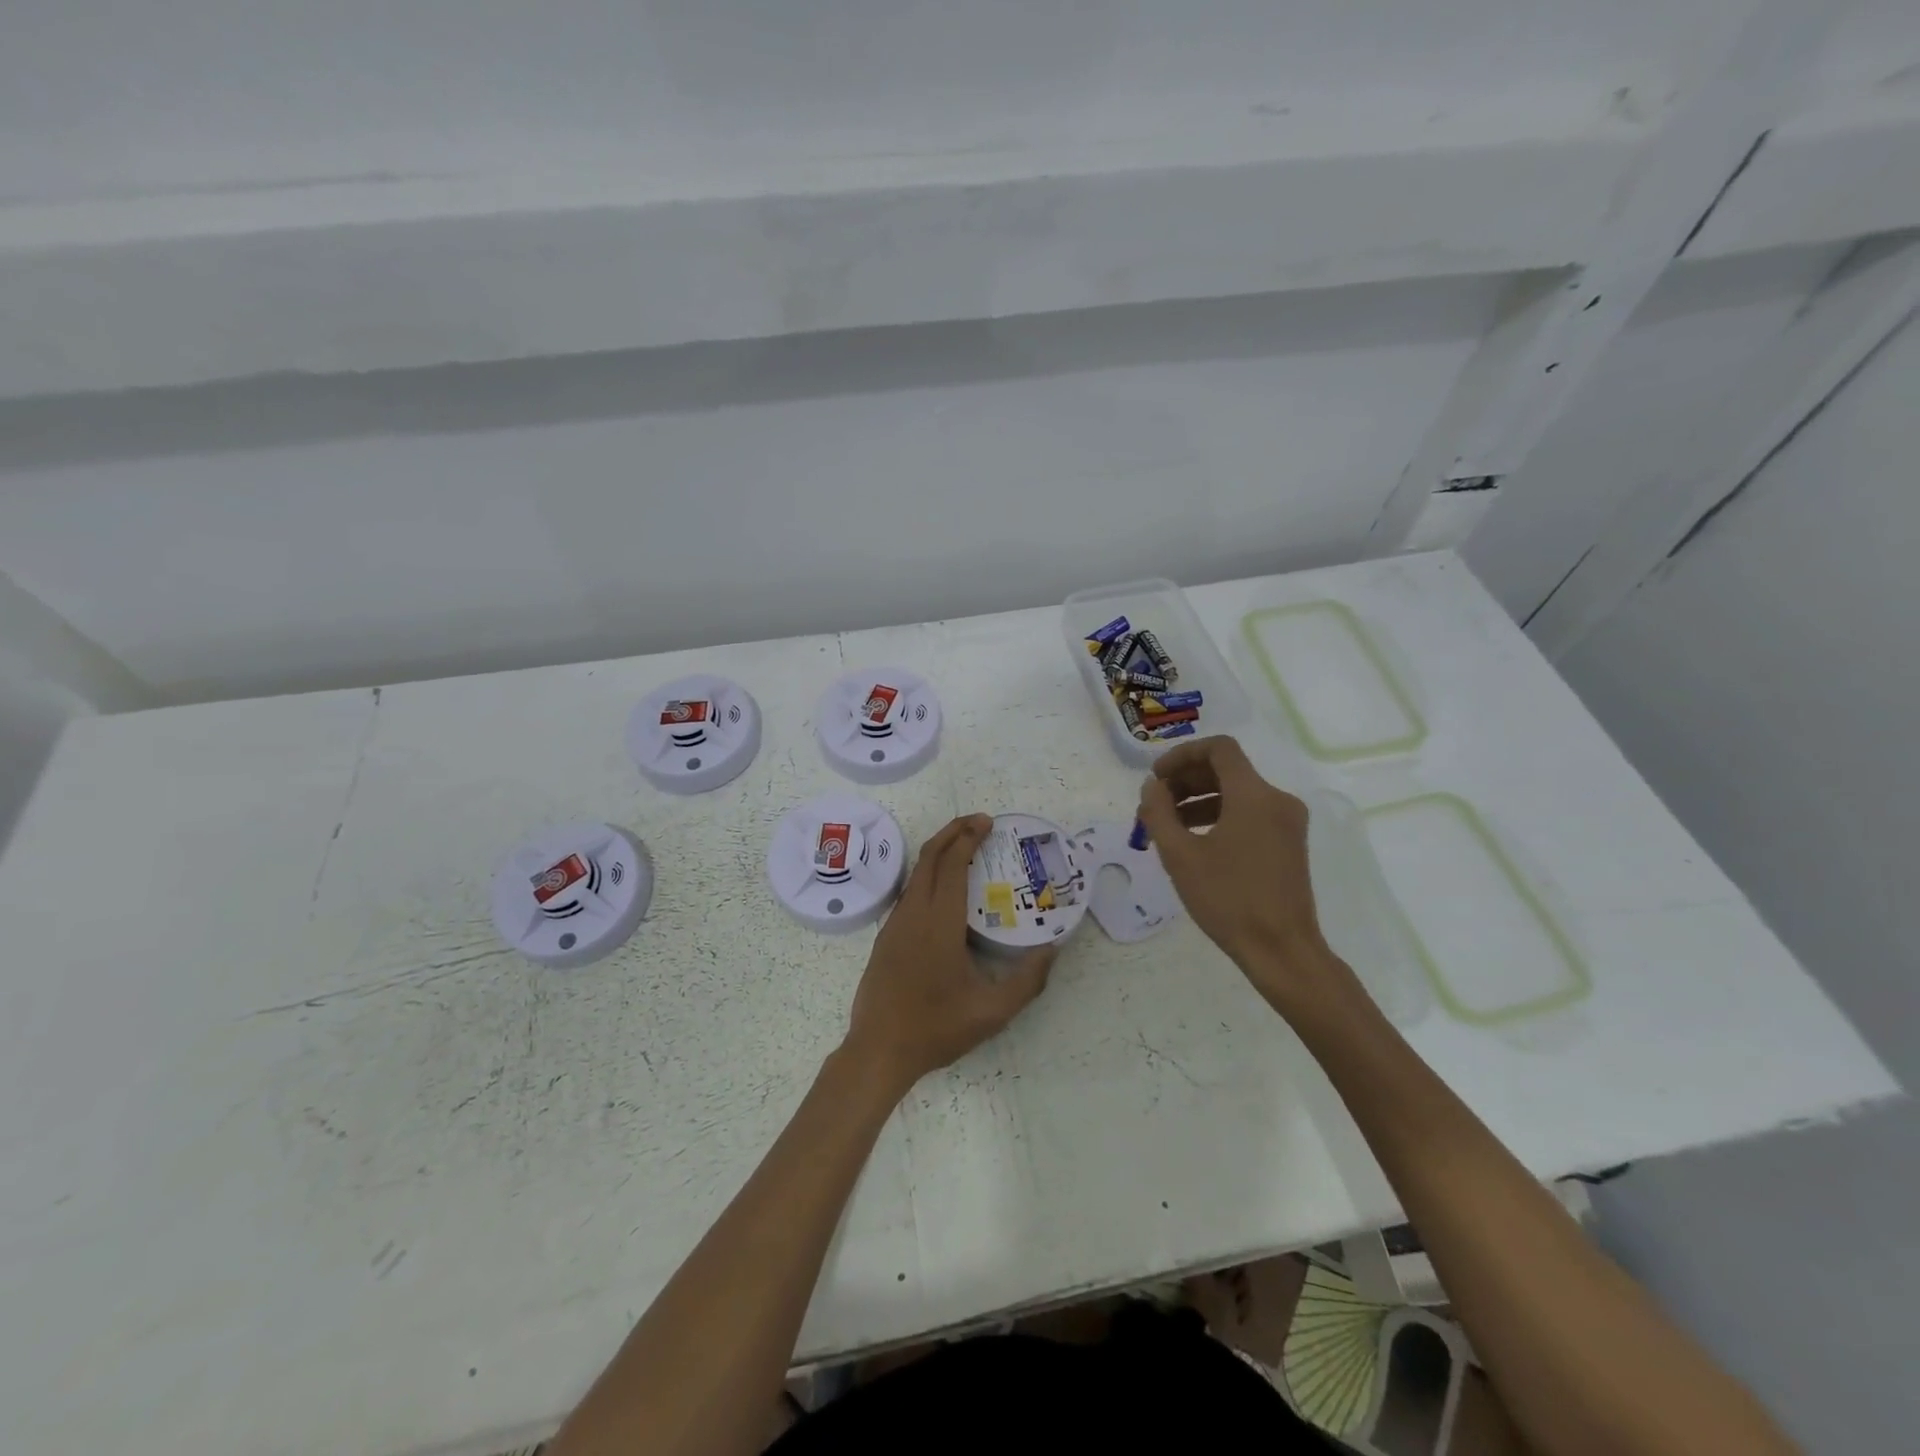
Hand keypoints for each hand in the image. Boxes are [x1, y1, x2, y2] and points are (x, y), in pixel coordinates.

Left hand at [841, 814, 1054, 1096]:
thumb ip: (1028, 980)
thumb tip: (1052, 948)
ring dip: (939, 852)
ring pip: (916, 873)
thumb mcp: (993, 1012)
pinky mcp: (885, 937)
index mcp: (939, 922)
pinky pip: (909, 892)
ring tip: (966, 849)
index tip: (988, 823)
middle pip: (929, 856)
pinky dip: (928, 875)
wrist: (878, 1051)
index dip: (969, 837)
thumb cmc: (936, 1028)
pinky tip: (944, 891)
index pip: (952, 864)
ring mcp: (894, 924)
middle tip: (979, 823)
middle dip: (953, 831)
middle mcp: (913, 913)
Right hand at [1136, 736, 1349, 1008]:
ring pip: (1238, 793)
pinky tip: (1195, 842)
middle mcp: (1277, 800)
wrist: (1282, 950)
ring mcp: (1287, 822)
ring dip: (1199, 800)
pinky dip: (1220, 816)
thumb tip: (1152, 787)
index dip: (1182, 755)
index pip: (1218, 748)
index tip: (1157, 777)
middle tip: (1155, 804)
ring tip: (1167, 826)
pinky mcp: (1289, 843)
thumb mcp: (1180, 856)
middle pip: (1227, 769)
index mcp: (1254, 795)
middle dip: (1186, 780)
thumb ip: (1159, 813)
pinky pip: (1250, 814)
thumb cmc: (1228, 900)